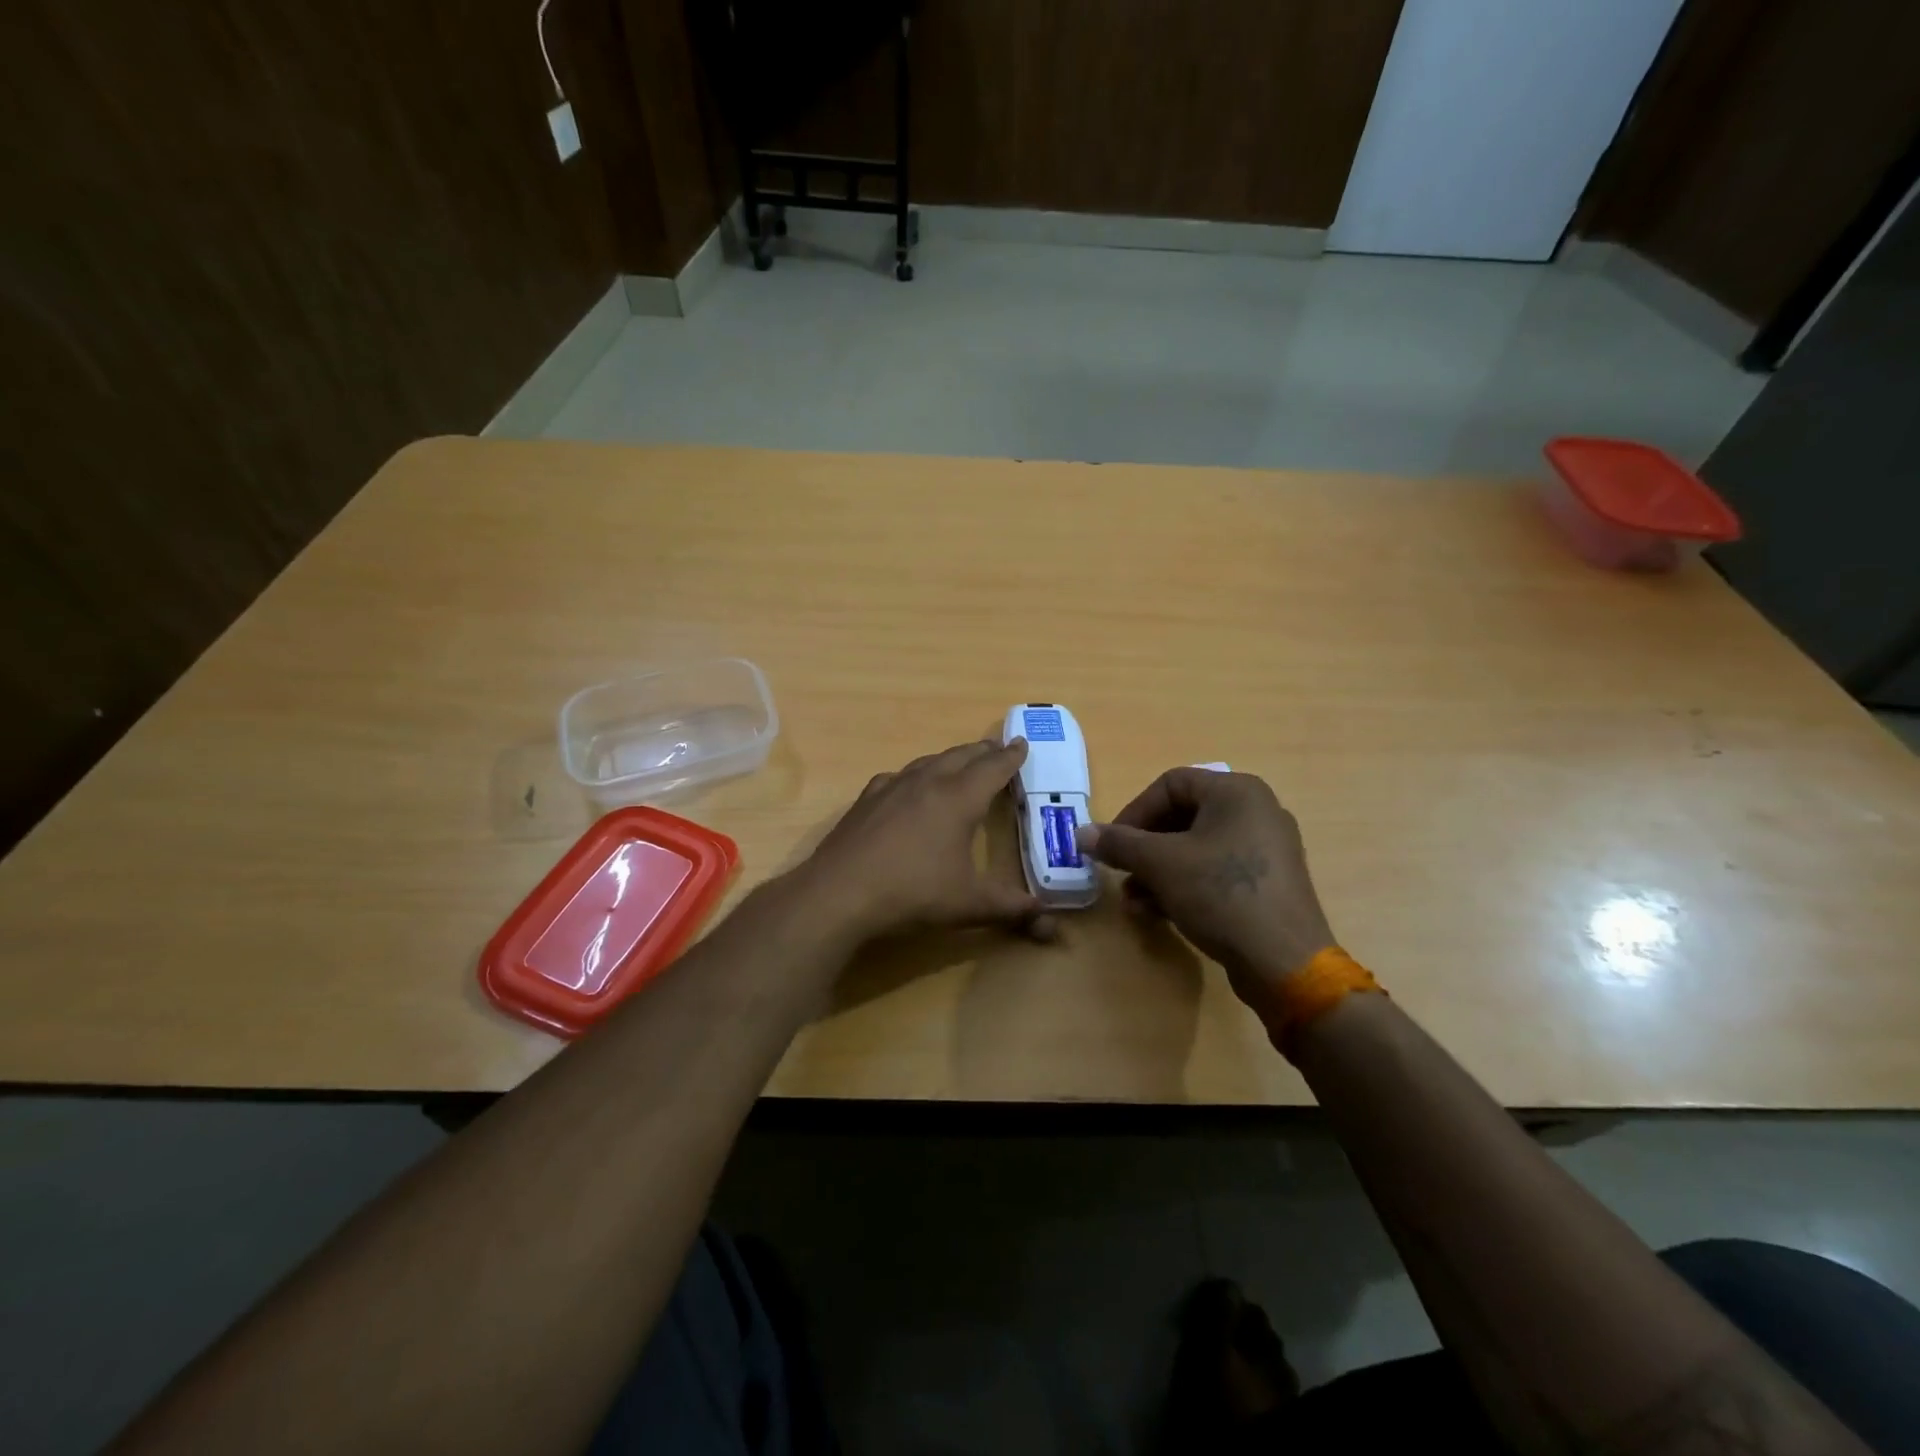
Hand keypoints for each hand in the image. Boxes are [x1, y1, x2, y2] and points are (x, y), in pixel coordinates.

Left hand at [794, 738, 1048, 944]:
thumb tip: (1051, 924)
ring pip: (929, 761)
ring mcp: (892, 787)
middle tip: (997, 750)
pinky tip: (908, 787)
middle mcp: (927, 782)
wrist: (839, 893)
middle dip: (983, 752)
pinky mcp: (866, 799)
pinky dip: (915, 775)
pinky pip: (898, 777)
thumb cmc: (913, 894)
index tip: (1022, 744)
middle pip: (961, 756)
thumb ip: (1012, 909)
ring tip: (959, 764)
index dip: (1011, 757)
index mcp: (958, 798)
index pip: (993, 768)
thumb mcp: (970, 905)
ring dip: (950, 759)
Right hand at [1076, 769, 1335, 1012]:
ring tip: (1135, 902)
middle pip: (1182, 817)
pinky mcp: (1268, 882)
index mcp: (1236, 791)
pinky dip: (1184, 884)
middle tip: (1122, 873)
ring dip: (1158, 871)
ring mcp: (1266, 847)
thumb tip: (1082, 833)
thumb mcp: (1160, 864)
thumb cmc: (1221, 894)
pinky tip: (1160, 912)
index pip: (1169, 785)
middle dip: (1144, 848)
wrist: (1284, 961)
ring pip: (1196, 848)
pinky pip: (1216, 870)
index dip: (1134, 812)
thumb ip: (1119, 843)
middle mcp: (1256, 810)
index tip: (1112, 845)